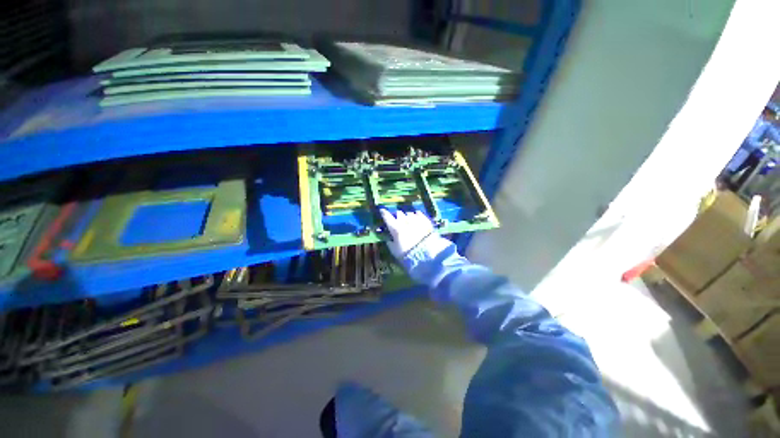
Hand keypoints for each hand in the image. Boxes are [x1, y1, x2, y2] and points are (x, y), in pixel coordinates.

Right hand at [380, 209, 434, 258]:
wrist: (427, 255)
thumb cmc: (408, 255)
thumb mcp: (394, 251)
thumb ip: (390, 242)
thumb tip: (388, 237)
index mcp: (395, 228)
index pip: (387, 217)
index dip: (384, 213)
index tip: (382, 211)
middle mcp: (404, 221)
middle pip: (398, 213)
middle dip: (397, 216)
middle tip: (398, 221)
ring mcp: (415, 219)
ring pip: (408, 213)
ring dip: (407, 216)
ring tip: (408, 221)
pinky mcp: (425, 220)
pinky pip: (418, 213)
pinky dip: (416, 216)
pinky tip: (416, 220)